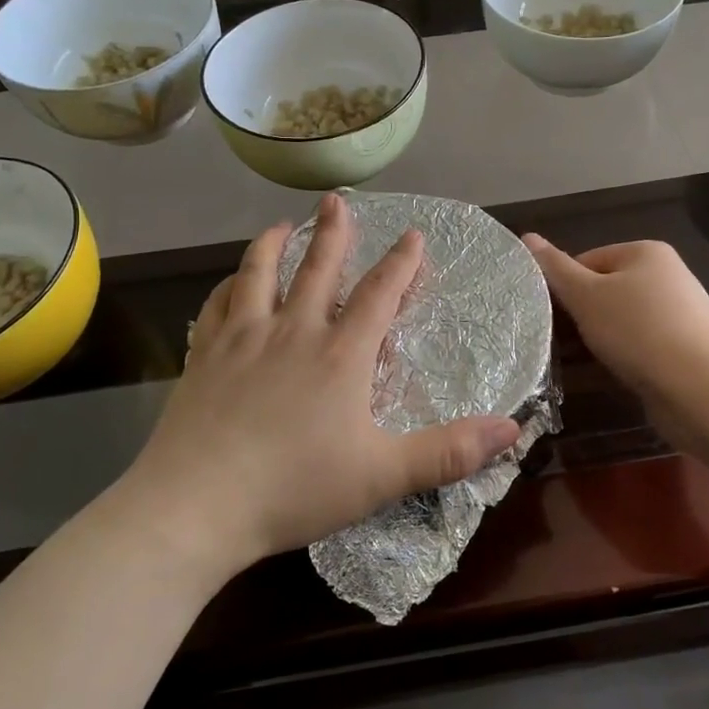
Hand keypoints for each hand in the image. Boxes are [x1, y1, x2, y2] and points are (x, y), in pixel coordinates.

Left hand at [125, 194, 521, 576]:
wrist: (196, 507)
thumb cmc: (295, 489)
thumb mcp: (383, 476)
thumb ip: (449, 452)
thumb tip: (512, 427)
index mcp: (340, 355)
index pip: (378, 295)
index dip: (400, 263)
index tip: (413, 234)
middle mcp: (292, 332)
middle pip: (317, 269)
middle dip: (333, 233)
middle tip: (337, 200)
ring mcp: (241, 340)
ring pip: (258, 275)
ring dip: (273, 245)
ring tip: (280, 225)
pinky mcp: (202, 357)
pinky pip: (215, 307)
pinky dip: (227, 287)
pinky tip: (230, 284)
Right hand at [522, 236, 708, 442]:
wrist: (706, 389)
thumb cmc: (640, 331)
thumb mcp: (587, 296)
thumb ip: (555, 269)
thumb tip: (526, 236)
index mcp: (645, 253)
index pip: (586, 260)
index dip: (563, 287)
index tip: (548, 316)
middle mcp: (664, 278)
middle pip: (603, 292)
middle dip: (579, 317)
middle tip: (556, 342)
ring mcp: (675, 316)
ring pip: (618, 324)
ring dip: (596, 342)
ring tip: (575, 364)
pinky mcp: (680, 351)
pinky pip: (637, 348)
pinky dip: (619, 360)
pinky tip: (607, 377)